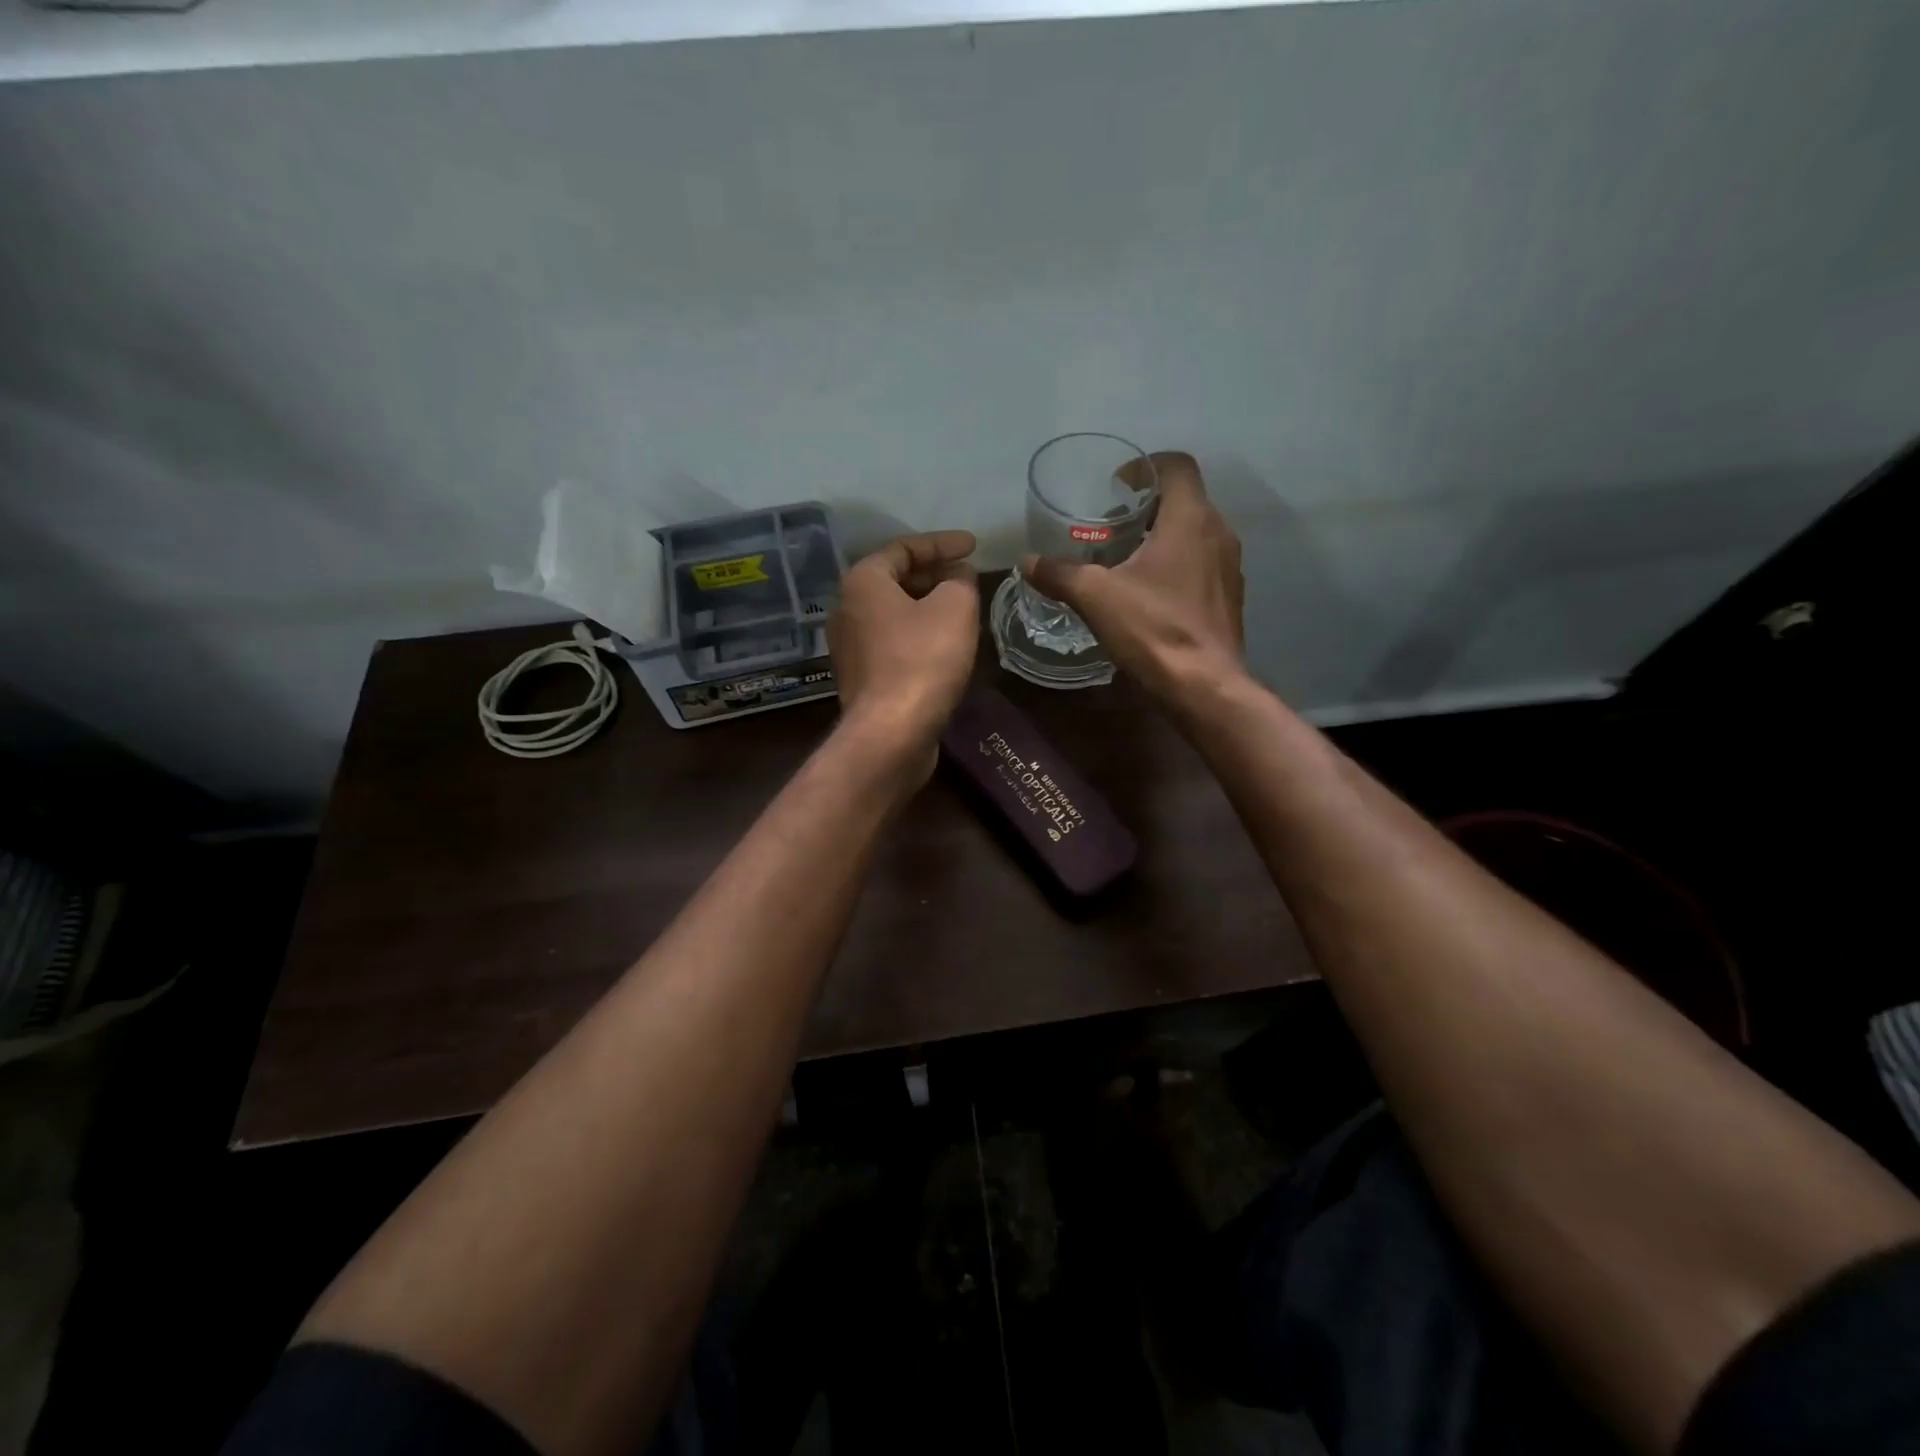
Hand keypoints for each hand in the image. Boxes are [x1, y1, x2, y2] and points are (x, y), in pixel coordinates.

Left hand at [829, 530, 979, 772]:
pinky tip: (946, 646)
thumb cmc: (923, 660)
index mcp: (862, 582)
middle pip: (895, 580)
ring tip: (963, 609)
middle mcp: (847, 609)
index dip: (943, 543)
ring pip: (895, 614)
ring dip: (928, 608)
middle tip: (969, 578)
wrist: (891, 733)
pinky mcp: (862, 679)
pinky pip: (893, 643)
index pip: (904, 548)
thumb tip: (958, 576)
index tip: (974, 546)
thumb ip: (960, 581)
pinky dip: (919, 636)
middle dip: (935, 576)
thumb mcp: (955, 607)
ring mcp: (850, 647)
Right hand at [1022, 452, 1245, 709]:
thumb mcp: (1096, 598)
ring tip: (1125, 558)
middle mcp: (1218, 532)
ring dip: (1163, 536)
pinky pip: (1202, 563)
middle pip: (1185, 499)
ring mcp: (1229, 566)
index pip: (1177, 465)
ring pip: (1195, 533)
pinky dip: (1176, 564)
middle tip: (1111, 524)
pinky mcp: (1229, 597)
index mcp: (1191, 518)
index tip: (1117, 485)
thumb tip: (1027, 561)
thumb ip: (1060, 574)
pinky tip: (1149, 592)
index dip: (1146, 465)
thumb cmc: (1153, 629)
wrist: (1204, 687)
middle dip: (1148, 505)